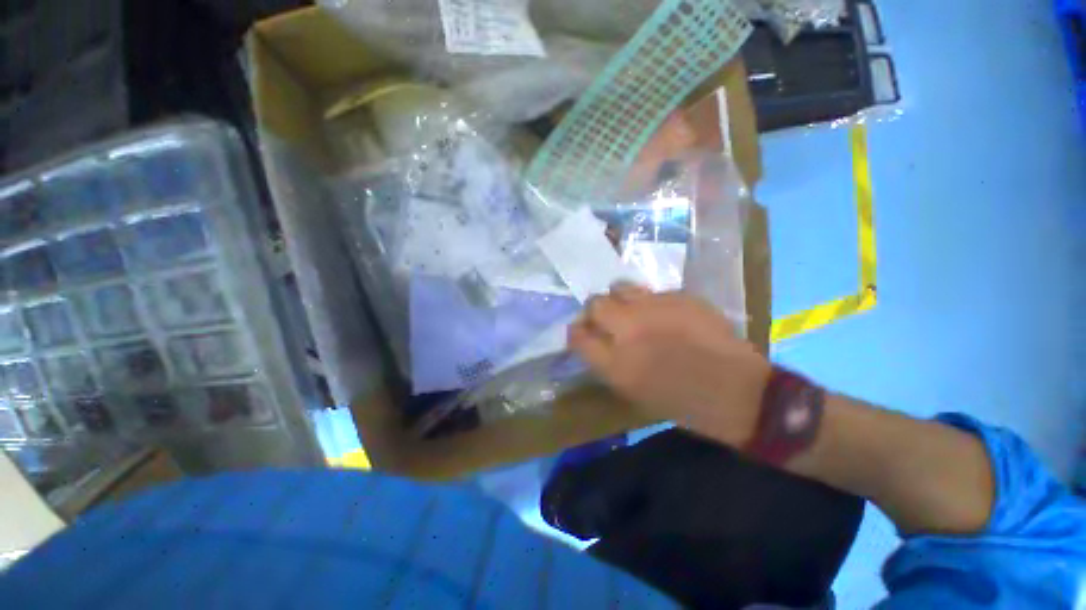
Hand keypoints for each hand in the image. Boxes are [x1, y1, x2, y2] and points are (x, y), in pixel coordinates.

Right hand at [568, 285, 771, 446]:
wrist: (736, 391)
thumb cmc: (679, 401)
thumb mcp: (631, 390)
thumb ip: (605, 361)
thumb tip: (592, 338)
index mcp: (615, 363)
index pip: (577, 335)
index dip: (576, 331)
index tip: (580, 332)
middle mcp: (629, 330)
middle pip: (594, 304)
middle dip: (594, 310)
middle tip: (606, 318)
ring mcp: (655, 309)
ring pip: (620, 287)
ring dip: (619, 297)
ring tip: (631, 308)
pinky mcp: (680, 297)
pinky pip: (653, 292)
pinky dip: (651, 301)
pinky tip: (664, 314)